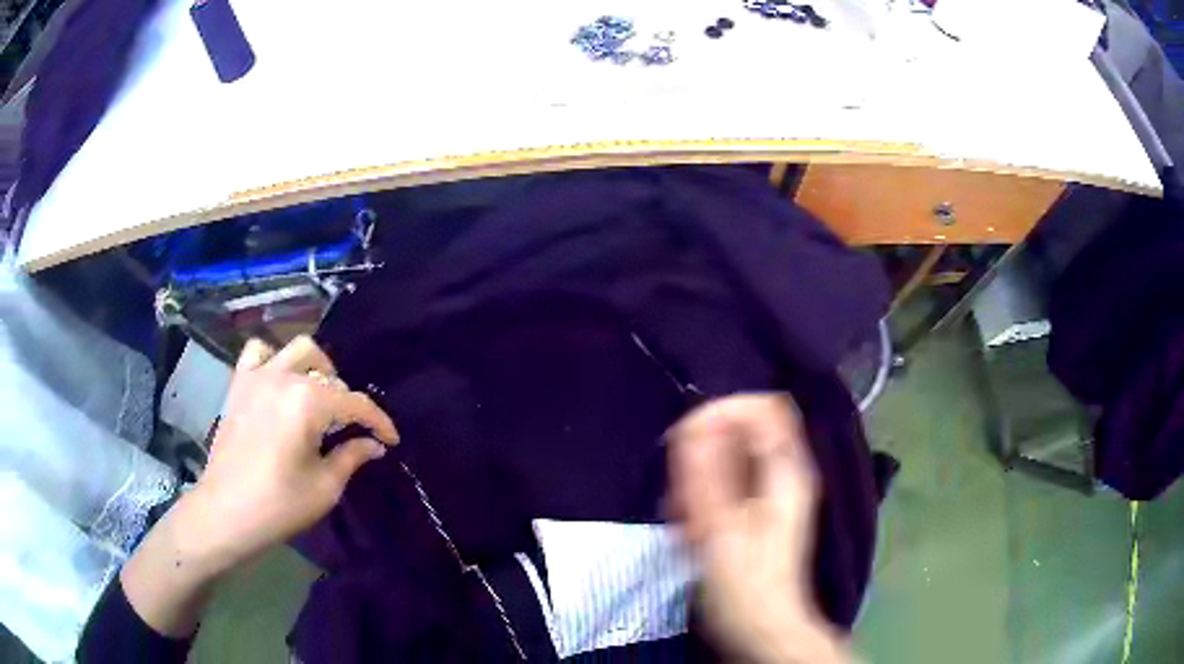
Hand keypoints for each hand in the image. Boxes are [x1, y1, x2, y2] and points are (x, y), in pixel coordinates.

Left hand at [119, 336, 397, 637]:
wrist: (226, 511)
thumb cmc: (279, 504)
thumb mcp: (325, 487)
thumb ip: (352, 456)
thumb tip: (373, 444)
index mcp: (309, 402)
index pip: (356, 402)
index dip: (379, 421)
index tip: (390, 440)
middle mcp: (285, 377)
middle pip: (329, 375)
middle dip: (347, 401)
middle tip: (350, 431)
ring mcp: (258, 376)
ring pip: (298, 349)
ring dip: (315, 368)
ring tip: (318, 395)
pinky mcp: (239, 383)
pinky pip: (259, 352)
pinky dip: (274, 359)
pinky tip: (278, 381)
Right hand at [668, 394, 848, 663]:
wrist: (762, 627)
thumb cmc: (744, 584)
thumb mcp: (721, 528)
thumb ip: (708, 474)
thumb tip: (695, 422)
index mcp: (786, 470)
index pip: (763, 406)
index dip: (723, 410)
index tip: (687, 439)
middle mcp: (783, 472)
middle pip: (741, 429)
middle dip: (703, 451)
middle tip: (682, 492)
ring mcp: (770, 491)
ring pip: (727, 457)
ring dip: (697, 478)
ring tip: (684, 518)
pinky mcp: (754, 511)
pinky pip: (723, 482)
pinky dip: (701, 496)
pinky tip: (690, 527)